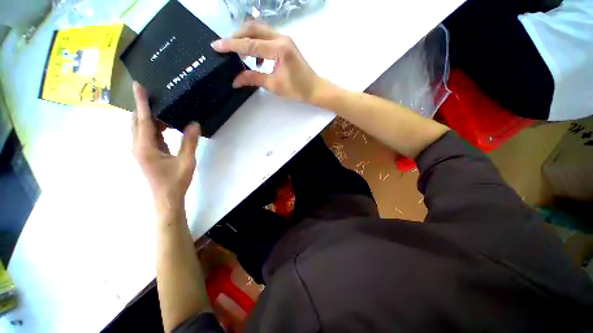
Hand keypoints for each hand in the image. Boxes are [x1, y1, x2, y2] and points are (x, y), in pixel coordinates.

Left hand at [131, 82, 199, 213]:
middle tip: (162, 100)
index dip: (142, 102)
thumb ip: (190, 142)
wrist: (167, 199)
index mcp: (145, 147)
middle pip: (137, 121)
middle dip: (148, 109)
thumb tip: (194, 124)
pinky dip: (157, 129)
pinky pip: (148, 136)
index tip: (138, 85)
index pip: (143, 119)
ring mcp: (140, 150)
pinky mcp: (146, 154)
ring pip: (142, 128)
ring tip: (169, 114)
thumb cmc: (176, 181)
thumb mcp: (186, 161)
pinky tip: (169, 128)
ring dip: (154, 120)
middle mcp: (138, 146)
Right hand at [211, 22, 322, 103]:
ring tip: (239, 53)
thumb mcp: (274, 85)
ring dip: (246, 37)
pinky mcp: (285, 43)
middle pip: (253, 28)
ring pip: (259, 29)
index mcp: (279, 49)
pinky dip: (256, 43)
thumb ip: (253, 78)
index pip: (250, 43)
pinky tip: (255, 58)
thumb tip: (234, 79)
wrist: (314, 88)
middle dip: (237, 36)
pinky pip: (266, 36)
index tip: (216, 45)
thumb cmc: (297, 89)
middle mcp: (281, 38)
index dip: (231, 45)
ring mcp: (284, 38)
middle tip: (226, 48)